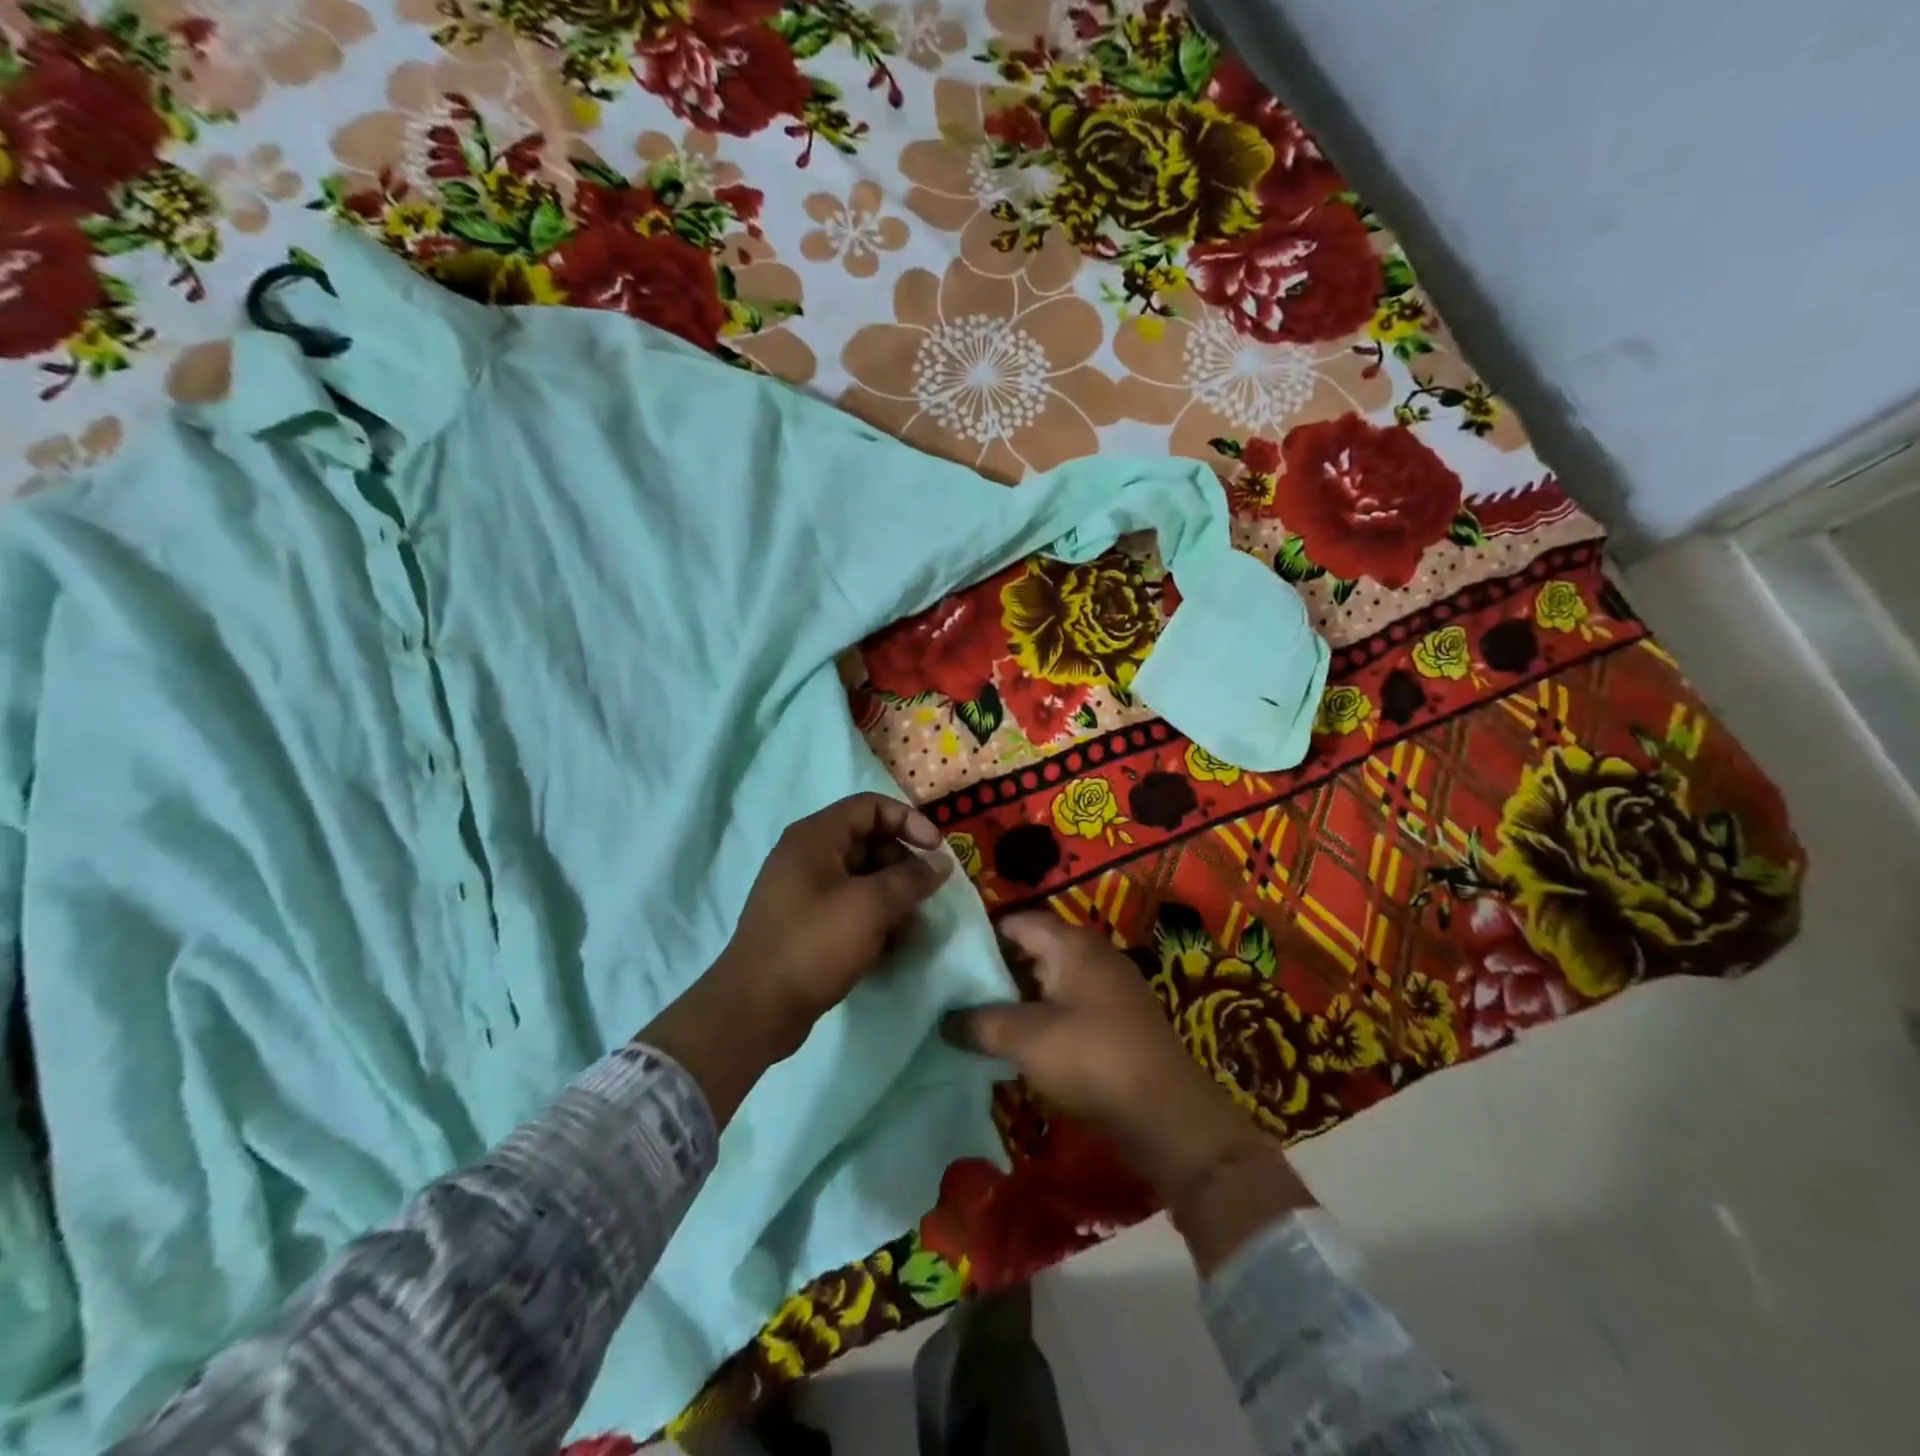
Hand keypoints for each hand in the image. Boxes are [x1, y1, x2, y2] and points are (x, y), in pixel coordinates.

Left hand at [642, 793, 951, 1123]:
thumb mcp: (871, 906)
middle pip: (869, 843)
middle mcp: (807, 856)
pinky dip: (874, 920)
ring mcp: (804, 892)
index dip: (909, 821)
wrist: (755, 1009)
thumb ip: (911, 879)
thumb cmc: (814, 944)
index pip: (871, 807)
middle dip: (904, 866)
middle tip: (926, 896)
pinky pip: (850, 908)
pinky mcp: (806, 924)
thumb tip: (941, 863)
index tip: (936, 851)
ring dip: (893, 898)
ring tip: (913, 930)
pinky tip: (892, 948)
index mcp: (816, 837)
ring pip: (862, 879)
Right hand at [942, 912, 1305, 1228]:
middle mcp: (1093, 954)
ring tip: (979, 1020)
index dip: (981, 937)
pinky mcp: (1118, 1019)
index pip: (1016, 921)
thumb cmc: (1092, 1058)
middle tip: (957, 993)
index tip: (949, 959)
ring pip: (1050, 979)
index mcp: (1071, 943)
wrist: (1167, 1113)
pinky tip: (1020, 1043)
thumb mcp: (1025, 1038)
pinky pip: (1069, 1004)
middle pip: (1033, 949)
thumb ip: (978, 1023)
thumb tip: (944, 1020)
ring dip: (1018, 998)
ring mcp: (1109, 986)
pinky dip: (1042, 1016)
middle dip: (996, 970)